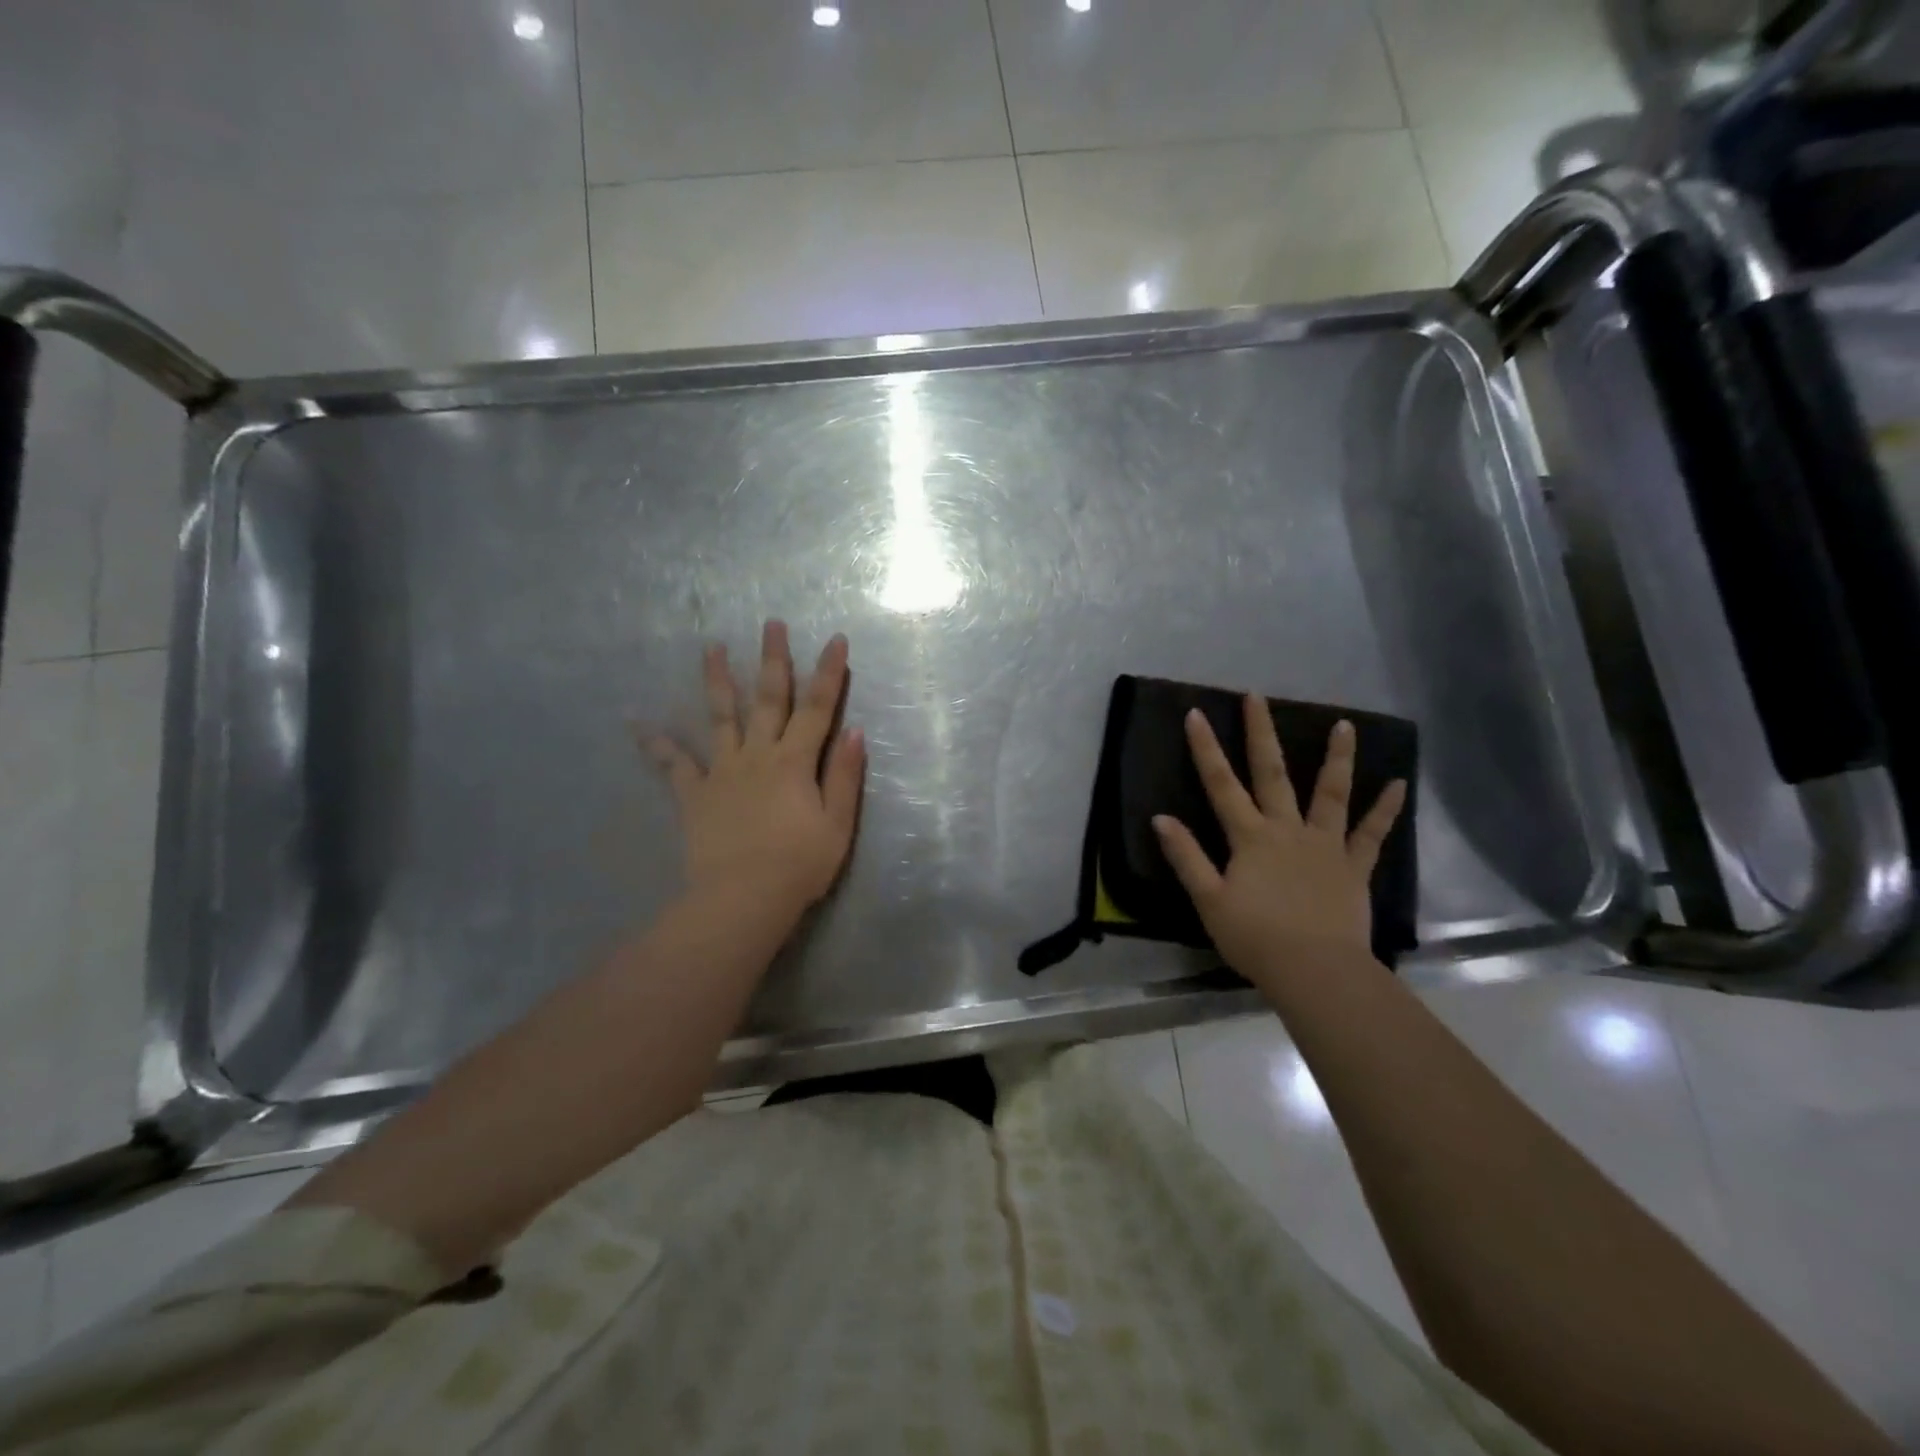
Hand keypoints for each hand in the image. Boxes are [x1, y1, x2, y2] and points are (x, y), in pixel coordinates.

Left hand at [649, 620, 865, 921]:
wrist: (743, 899)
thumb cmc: (799, 866)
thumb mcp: (838, 825)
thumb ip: (844, 776)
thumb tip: (853, 731)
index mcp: (795, 762)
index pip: (818, 708)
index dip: (829, 673)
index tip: (836, 639)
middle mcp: (758, 755)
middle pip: (768, 699)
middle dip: (772, 659)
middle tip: (771, 624)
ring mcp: (723, 772)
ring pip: (721, 717)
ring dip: (717, 681)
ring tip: (710, 648)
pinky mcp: (695, 794)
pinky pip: (674, 765)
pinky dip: (656, 744)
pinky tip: (637, 723)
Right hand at [1153, 696, 1406, 997]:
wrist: (1316, 971)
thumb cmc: (1255, 938)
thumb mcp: (1209, 900)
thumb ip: (1186, 857)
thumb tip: (1160, 818)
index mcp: (1250, 837)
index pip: (1221, 784)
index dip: (1206, 749)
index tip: (1196, 714)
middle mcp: (1287, 829)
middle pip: (1272, 773)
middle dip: (1261, 733)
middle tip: (1256, 697)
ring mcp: (1325, 845)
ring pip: (1331, 793)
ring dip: (1337, 757)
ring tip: (1346, 724)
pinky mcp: (1353, 866)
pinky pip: (1372, 834)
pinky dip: (1385, 809)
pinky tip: (1399, 784)